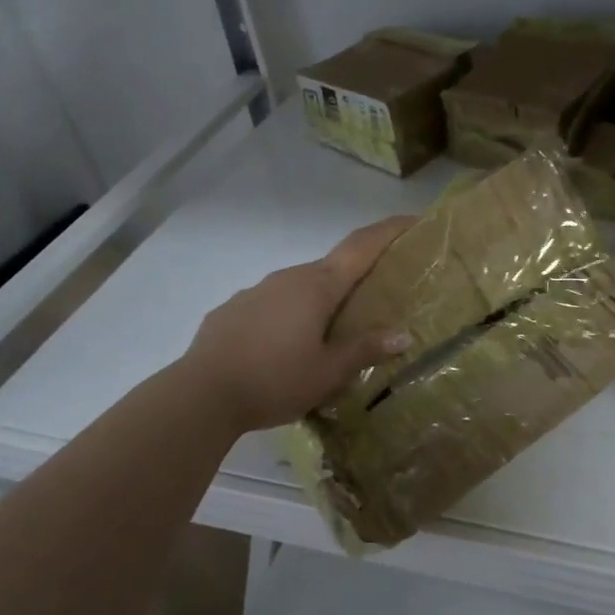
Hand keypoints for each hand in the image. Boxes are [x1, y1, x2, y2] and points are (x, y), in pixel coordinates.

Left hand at [182, 217, 415, 433]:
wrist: (201, 394)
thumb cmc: (275, 379)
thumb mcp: (328, 372)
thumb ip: (364, 350)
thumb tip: (403, 335)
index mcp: (318, 287)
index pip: (361, 247)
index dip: (389, 231)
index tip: (412, 220)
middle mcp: (288, 277)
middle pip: (332, 268)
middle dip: (357, 275)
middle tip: (378, 294)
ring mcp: (257, 291)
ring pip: (300, 287)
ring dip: (320, 299)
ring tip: (331, 330)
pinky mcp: (233, 309)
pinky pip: (272, 303)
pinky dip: (289, 314)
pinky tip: (286, 345)